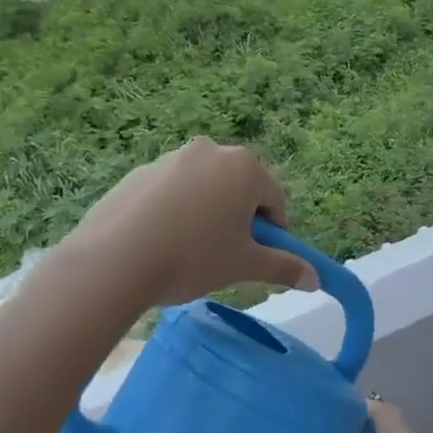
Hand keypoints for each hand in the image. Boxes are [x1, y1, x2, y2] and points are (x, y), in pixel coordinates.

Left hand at [57, 139, 316, 306]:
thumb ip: (284, 267)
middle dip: (238, 218)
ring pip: (204, 188)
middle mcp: (210, 151)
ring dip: (206, 213)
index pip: (274, 201)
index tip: (256, 258)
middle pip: (239, 188)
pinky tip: (160, 242)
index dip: (273, 233)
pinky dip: (174, 212)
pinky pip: (170, 192)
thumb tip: (317, 280)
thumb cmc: (194, 257)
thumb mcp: (245, 265)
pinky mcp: (138, 173)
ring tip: (188, 251)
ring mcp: (170, 159)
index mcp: (245, 167)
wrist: (115, 260)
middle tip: (224, 255)